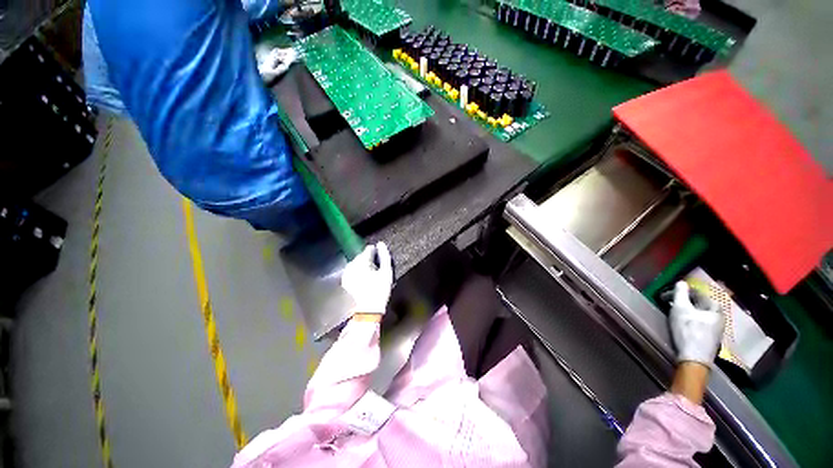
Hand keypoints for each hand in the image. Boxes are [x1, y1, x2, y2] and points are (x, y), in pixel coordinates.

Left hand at [341, 243, 393, 315]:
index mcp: (361, 261)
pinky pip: (353, 272)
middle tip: (378, 269)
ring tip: (372, 275)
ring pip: (356, 264)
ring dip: (364, 267)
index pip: (369, 249)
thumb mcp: (386, 272)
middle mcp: (351, 264)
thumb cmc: (379, 291)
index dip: (377, 252)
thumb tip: (381, 244)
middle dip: (370, 260)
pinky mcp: (345, 282)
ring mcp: (346, 273)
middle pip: (362, 256)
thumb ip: (385, 256)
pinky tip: (365, 281)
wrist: (366, 312)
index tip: (382, 260)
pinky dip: (359, 273)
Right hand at [669, 281, 723, 365]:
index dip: (683, 291)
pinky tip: (684, 324)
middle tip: (673, 302)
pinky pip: (702, 323)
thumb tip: (681, 282)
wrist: (694, 358)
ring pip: (702, 314)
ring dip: (689, 311)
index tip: (669, 294)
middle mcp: (720, 317)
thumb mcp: (681, 309)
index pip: (700, 293)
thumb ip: (681, 293)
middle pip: (702, 304)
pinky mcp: (711, 339)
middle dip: (687, 301)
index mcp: (715, 308)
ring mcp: (717, 330)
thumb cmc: (688, 330)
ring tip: (677, 313)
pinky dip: (692, 320)